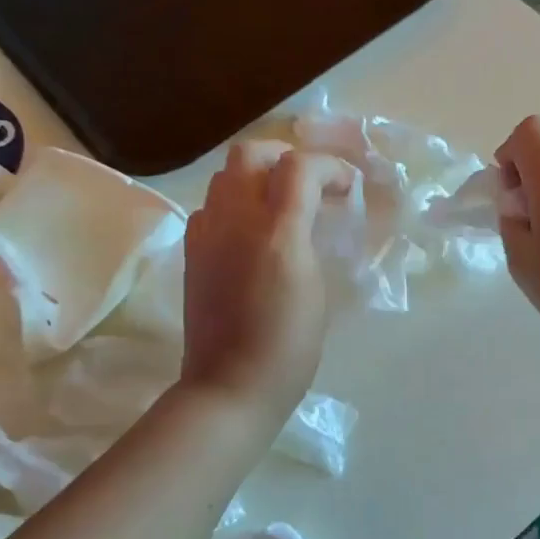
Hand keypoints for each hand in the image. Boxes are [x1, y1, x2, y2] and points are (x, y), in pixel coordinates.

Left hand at [180, 141, 356, 420]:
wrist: (230, 385)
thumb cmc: (289, 347)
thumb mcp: (317, 289)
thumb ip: (312, 240)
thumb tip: (311, 217)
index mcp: (278, 232)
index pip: (300, 167)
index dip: (330, 167)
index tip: (347, 188)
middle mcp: (236, 220)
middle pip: (251, 153)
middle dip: (285, 158)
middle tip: (310, 184)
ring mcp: (206, 234)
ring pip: (226, 176)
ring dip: (258, 178)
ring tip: (282, 206)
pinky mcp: (192, 252)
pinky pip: (212, 207)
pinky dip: (235, 205)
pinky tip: (252, 233)